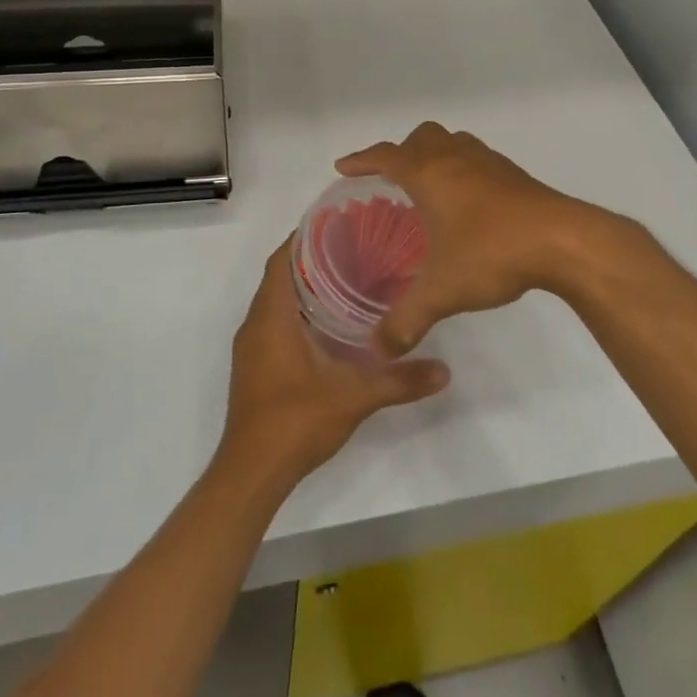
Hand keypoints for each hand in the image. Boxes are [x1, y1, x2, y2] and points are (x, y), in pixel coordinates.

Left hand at [219, 239, 449, 488]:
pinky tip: (331, 324)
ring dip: (305, 287)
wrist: (252, 473)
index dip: (304, 237)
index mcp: (271, 317)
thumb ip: (399, 380)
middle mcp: (255, 324)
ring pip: (277, 302)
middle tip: (354, 249)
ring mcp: (252, 348)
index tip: (338, 223)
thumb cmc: (296, 421)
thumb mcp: (354, 396)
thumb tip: (444, 370)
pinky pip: (275, 323)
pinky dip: (298, 312)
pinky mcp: (256, 367)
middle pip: (280, 276)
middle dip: (312, 259)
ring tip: (348, 279)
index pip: (282, 260)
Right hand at [339, 122, 631, 355]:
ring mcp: (489, 162)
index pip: (386, 156)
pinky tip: (469, 202)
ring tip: (429, 186)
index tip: (344, 166)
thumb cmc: (492, 252)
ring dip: (435, 155)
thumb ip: (407, 319)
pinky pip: (477, 158)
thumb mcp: (443, 291)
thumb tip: (379, 350)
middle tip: (391, 180)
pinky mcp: (514, 174)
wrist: (564, 241)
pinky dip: (463, 168)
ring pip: (453, 142)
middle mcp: (456, 158)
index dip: (361, 159)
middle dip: (402, 152)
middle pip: (421, 138)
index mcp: (429, 174)